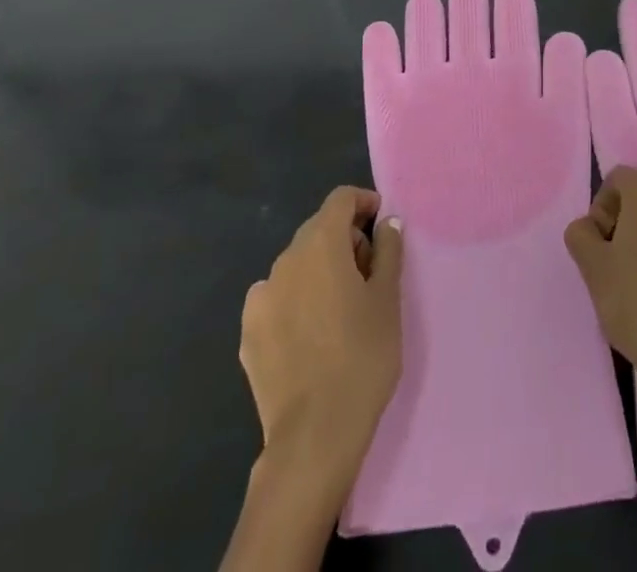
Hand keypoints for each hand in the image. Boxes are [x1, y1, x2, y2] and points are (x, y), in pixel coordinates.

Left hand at [241, 187, 404, 474]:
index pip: (341, 199)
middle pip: (318, 230)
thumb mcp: (388, 299)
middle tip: (370, 274)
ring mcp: (261, 297)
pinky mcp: (248, 333)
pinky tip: (312, 334)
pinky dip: (297, 300)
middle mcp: (285, 260)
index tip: (382, 228)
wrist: (314, 437)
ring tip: (341, 308)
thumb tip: (386, 223)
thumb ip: (388, 250)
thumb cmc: (362, 356)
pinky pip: (278, 298)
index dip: (364, 204)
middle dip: (345, 240)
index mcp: (320, 244)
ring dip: (320, 271)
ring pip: (297, 265)